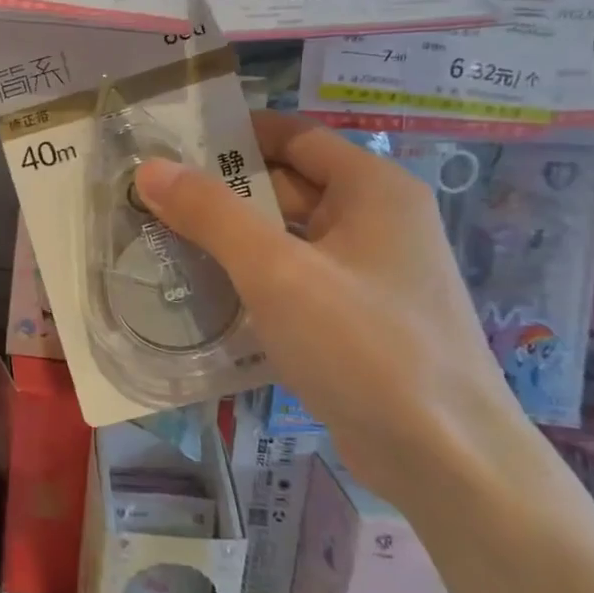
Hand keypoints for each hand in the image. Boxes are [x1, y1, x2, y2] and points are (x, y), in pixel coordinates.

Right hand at [136, 114, 530, 514]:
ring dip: (231, 239)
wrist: (443, 457)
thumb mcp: (277, 272)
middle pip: (288, 186)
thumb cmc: (364, 346)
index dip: (235, 135)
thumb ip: (211, 214)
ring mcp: (369, 274)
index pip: (295, 136)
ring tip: (163, 242)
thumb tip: (150, 168)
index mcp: (373, 190)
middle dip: (222, 192)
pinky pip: (294, 280)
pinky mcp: (357, 319)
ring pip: (286, 238)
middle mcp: (377, 221)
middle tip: (152, 200)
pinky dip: (252, 279)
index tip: (173, 146)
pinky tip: (205, 294)